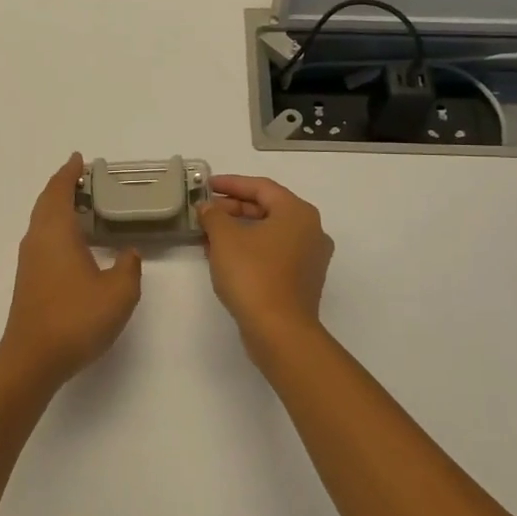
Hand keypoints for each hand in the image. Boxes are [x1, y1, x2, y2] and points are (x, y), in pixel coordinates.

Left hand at [0, 154, 143, 384]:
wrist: (33, 359)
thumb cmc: (76, 318)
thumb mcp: (118, 292)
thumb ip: (128, 266)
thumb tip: (128, 253)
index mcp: (56, 232)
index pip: (60, 191)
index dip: (70, 173)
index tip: (79, 159)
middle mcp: (37, 239)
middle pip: (46, 202)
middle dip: (62, 186)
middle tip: (84, 178)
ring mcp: (29, 260)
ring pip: (42, 221)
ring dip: (58, 207)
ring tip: (82, 204)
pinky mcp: (29, 279)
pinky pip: (42, 238)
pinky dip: (56, 227)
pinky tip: (74, 242)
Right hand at [199, 175, 334, 368]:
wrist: (279, 331)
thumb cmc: (253, 274)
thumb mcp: (225, 238)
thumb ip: (214, 215)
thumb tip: (208, 208)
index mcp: (297, 212)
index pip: (261, 187)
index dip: (231, 184)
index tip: (206, 186)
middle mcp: (310, 230)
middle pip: (268, 208)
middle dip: (233, 208)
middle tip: (205, 211)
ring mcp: (310, 258)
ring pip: (269, 233)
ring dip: (239, 230)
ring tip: (208, 234)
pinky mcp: (302, 280)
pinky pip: (273, 253)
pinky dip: (250, 249)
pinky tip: (224, 257)